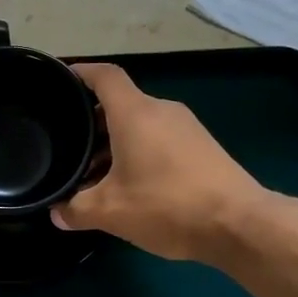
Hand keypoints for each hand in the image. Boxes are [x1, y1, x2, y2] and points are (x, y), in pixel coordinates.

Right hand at [52, 63, 268, 262]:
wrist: (240, 224)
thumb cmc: (167, 206)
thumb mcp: (110, 213)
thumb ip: (76, 210)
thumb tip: (57, 213)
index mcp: (135, 113)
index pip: (104, 76)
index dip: (80, 73)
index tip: (61, 80)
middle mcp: (161, 111)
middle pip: (119, 104)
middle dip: (91, 123)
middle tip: (68, 146)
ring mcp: (186, 128)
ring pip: (139, 125)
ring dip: (114, 143)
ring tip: (94, 175)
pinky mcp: (202, 147)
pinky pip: (159, 139)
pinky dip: (138, 152)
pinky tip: (130, 185)